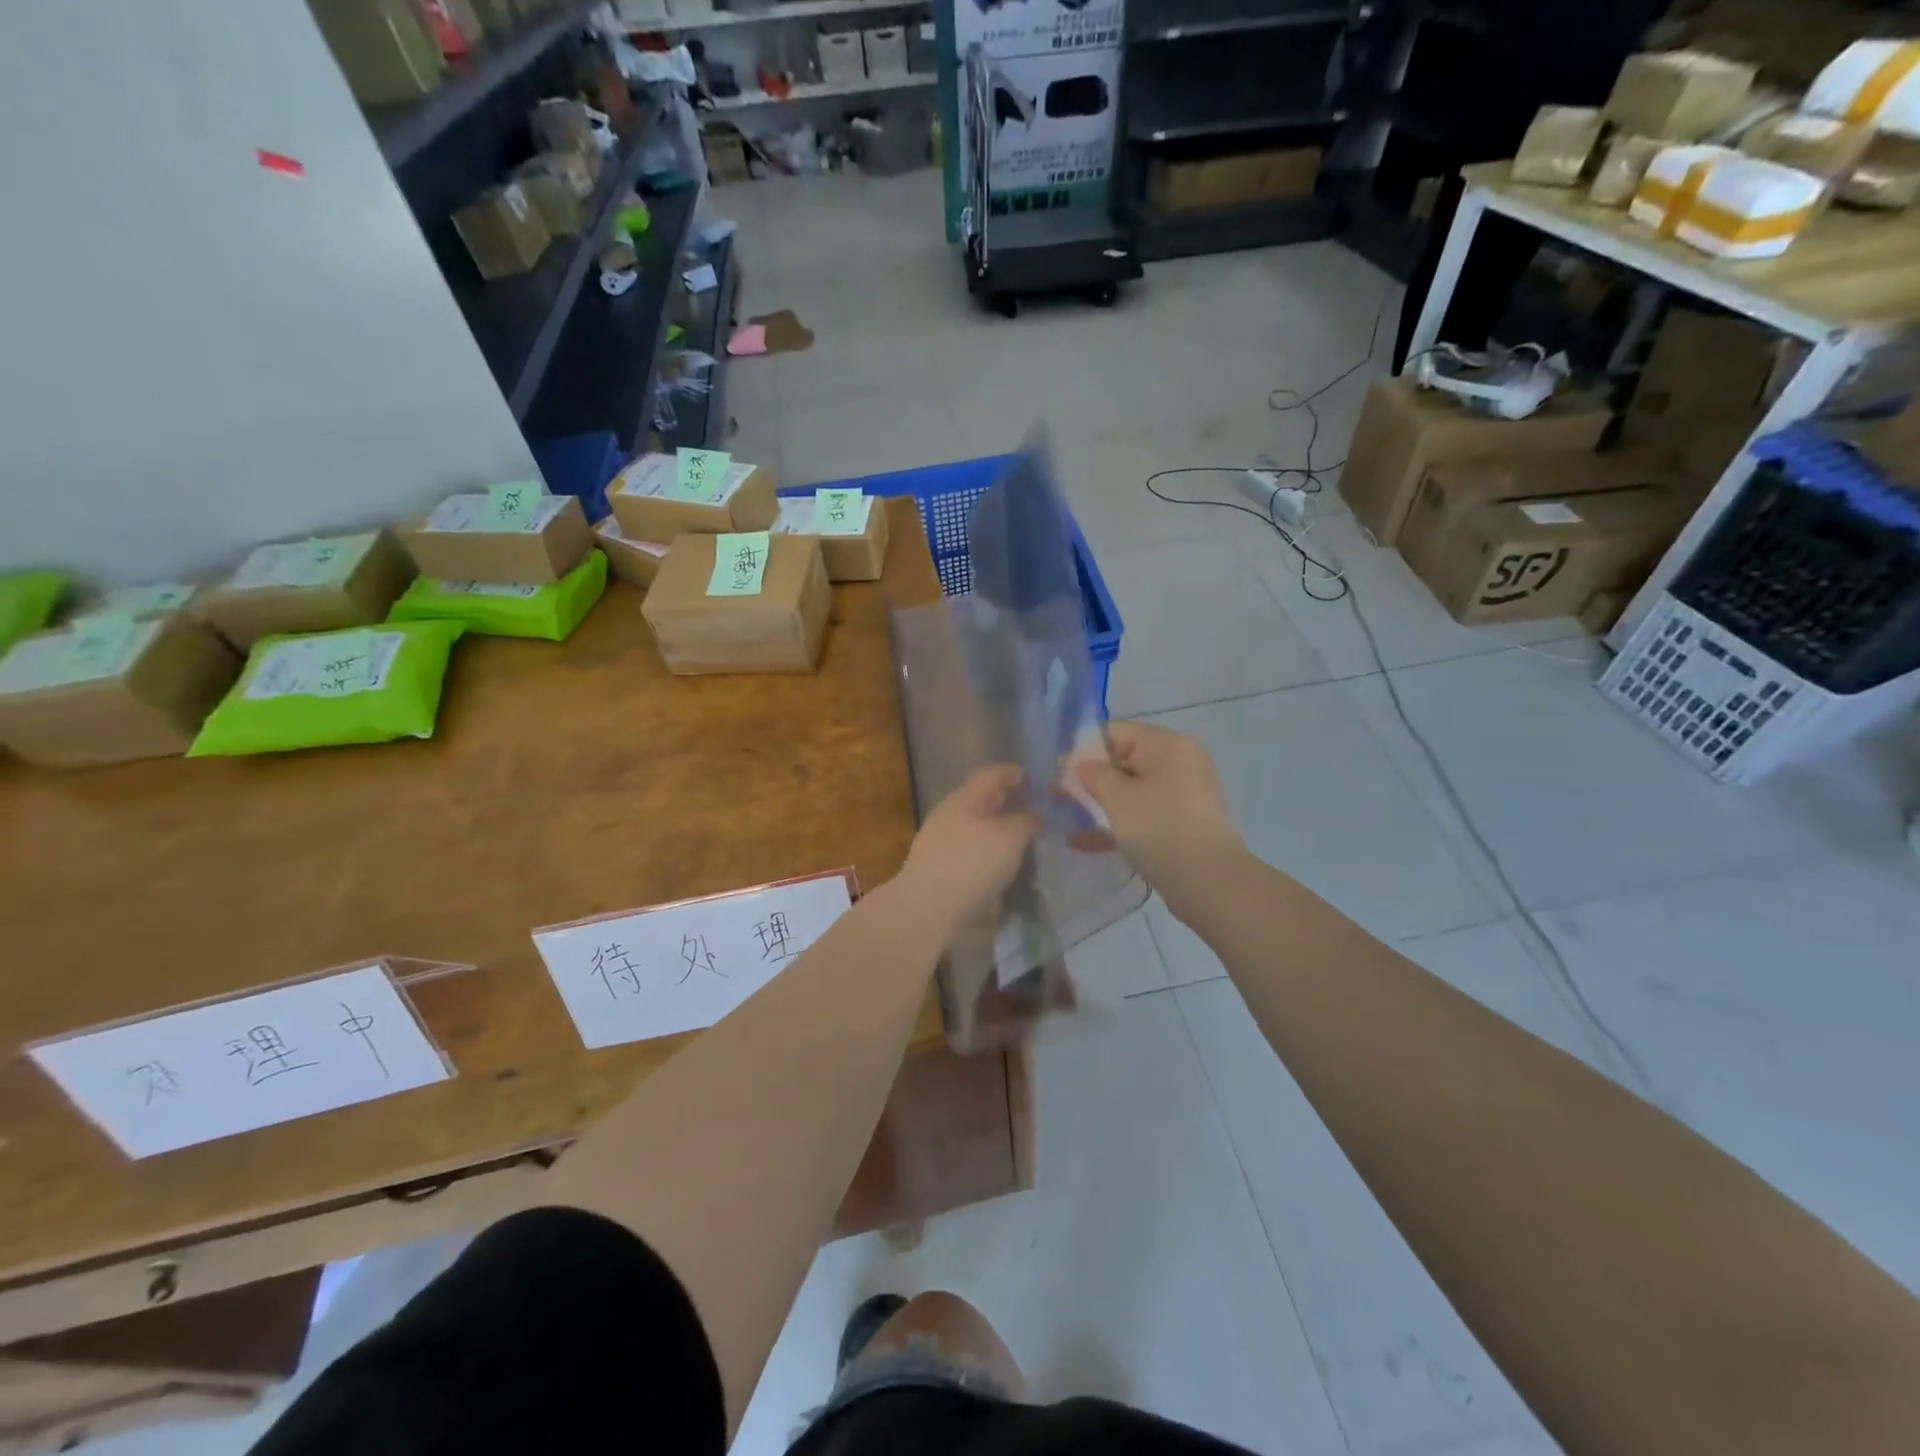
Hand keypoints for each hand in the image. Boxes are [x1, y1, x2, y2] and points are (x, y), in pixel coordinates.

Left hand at [899, 766, 1037, 932]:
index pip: (991, 775)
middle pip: (981, 801)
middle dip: (1006, 802)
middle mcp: (949, 815)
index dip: (1013, 773)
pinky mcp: (939, 870)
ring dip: (998, 830)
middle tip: (1033, 809)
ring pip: (975, 827)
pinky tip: (1002, 866)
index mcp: (964, 798)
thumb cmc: (972, 863)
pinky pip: (970, 852)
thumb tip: (1032, 814)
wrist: (927, 909)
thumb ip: (1025, 821)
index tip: (1033, 777)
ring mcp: (940, 843)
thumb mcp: (1010, 837)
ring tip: (1022, 840)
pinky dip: (988, 852)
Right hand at [1075, 722, 1244, 901]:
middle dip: (1089, 778)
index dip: (1084, 749)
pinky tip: (1081, 842)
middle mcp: (1178, 763)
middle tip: (1056, 795)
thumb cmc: (1161, 829)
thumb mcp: (1118, 798)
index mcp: (1168, 746)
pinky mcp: (1179, 824)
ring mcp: (1181, 795)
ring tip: (1063, 815)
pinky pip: (1141, 815)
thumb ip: (1092, 775)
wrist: (1209, 884)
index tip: (1057, 771)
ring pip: (1130, 791)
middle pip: (1123, 760)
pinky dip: (1116, 824)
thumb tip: (1079, 764)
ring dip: (1099, 802)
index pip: (1116, 732)